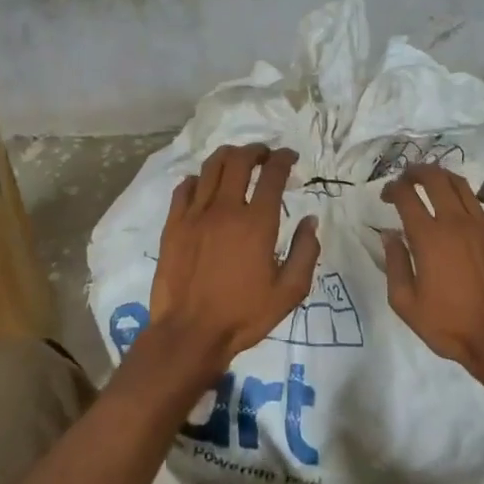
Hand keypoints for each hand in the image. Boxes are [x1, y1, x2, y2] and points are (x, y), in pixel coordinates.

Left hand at [147, 144, 320, 382]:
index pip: (273, 174)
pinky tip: (204, 185)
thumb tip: (310, 220)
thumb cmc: (244, 315)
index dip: (284, 159)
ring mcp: (195, 214)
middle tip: (264, 156)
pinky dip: (198, 179)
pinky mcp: (173, 224)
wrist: (190, 333)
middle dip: (256, 151)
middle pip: (239, 160)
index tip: (290, 157)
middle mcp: (226, 209)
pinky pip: (184, 187)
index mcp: (258, 223)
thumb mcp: (289, 292)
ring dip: (228, 157)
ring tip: (237, 161)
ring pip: (210, 167)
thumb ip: (306, 252)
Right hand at [381, 165, 483, 374]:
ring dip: (445, 178)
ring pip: (462, 185)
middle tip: (409, 179)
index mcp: (428, 237)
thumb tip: (389, 234)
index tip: (388, 195)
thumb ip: (394, 264)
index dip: (394, 188)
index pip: (406, 196)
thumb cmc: (449, 325)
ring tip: (437, 183)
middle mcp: (455, 222)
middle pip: (434, 179)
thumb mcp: (405, 303)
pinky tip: (481, 192)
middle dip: (417, 172)